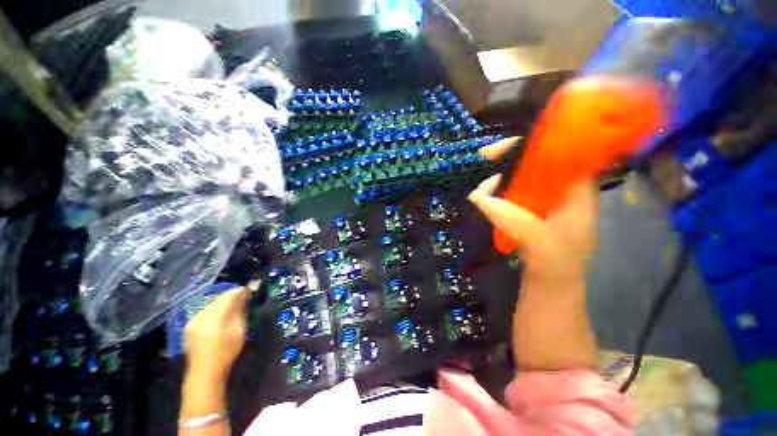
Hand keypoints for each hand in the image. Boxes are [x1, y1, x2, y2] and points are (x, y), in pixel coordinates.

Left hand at [185, 287, 247, 382]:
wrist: (204, 374)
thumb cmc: (226, 352)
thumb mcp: (239, 330)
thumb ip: (240, 311)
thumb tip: (244, 296)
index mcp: (214, 316)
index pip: (228, 296)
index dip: (240, 291)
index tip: (250, 290)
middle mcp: (201, 315)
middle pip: (218, 299)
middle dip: (231, 297)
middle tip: (244, 298)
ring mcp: (193, 320)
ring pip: (211, 304)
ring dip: (223, 303)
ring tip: (234, 307)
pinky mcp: (190, 327)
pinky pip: (205, 312)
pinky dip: (215, 310)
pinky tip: (221, 316)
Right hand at [469, 137, 598, 288]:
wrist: (552, 285)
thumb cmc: (557, 265)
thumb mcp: (541, 243)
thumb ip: (511, 219)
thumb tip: (477, 196)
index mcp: (578, 190)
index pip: (565, 150)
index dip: (538, 141)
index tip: (512, 142)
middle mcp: (562, 188)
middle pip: (539, 159)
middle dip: (512, 157)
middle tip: (487, 158)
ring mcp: (544, 198)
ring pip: (522, 175)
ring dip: (501, 177)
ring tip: (482, 191)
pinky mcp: (530, 208)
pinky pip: (512, 190)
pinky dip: (498, 191)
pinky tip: (486, 197)